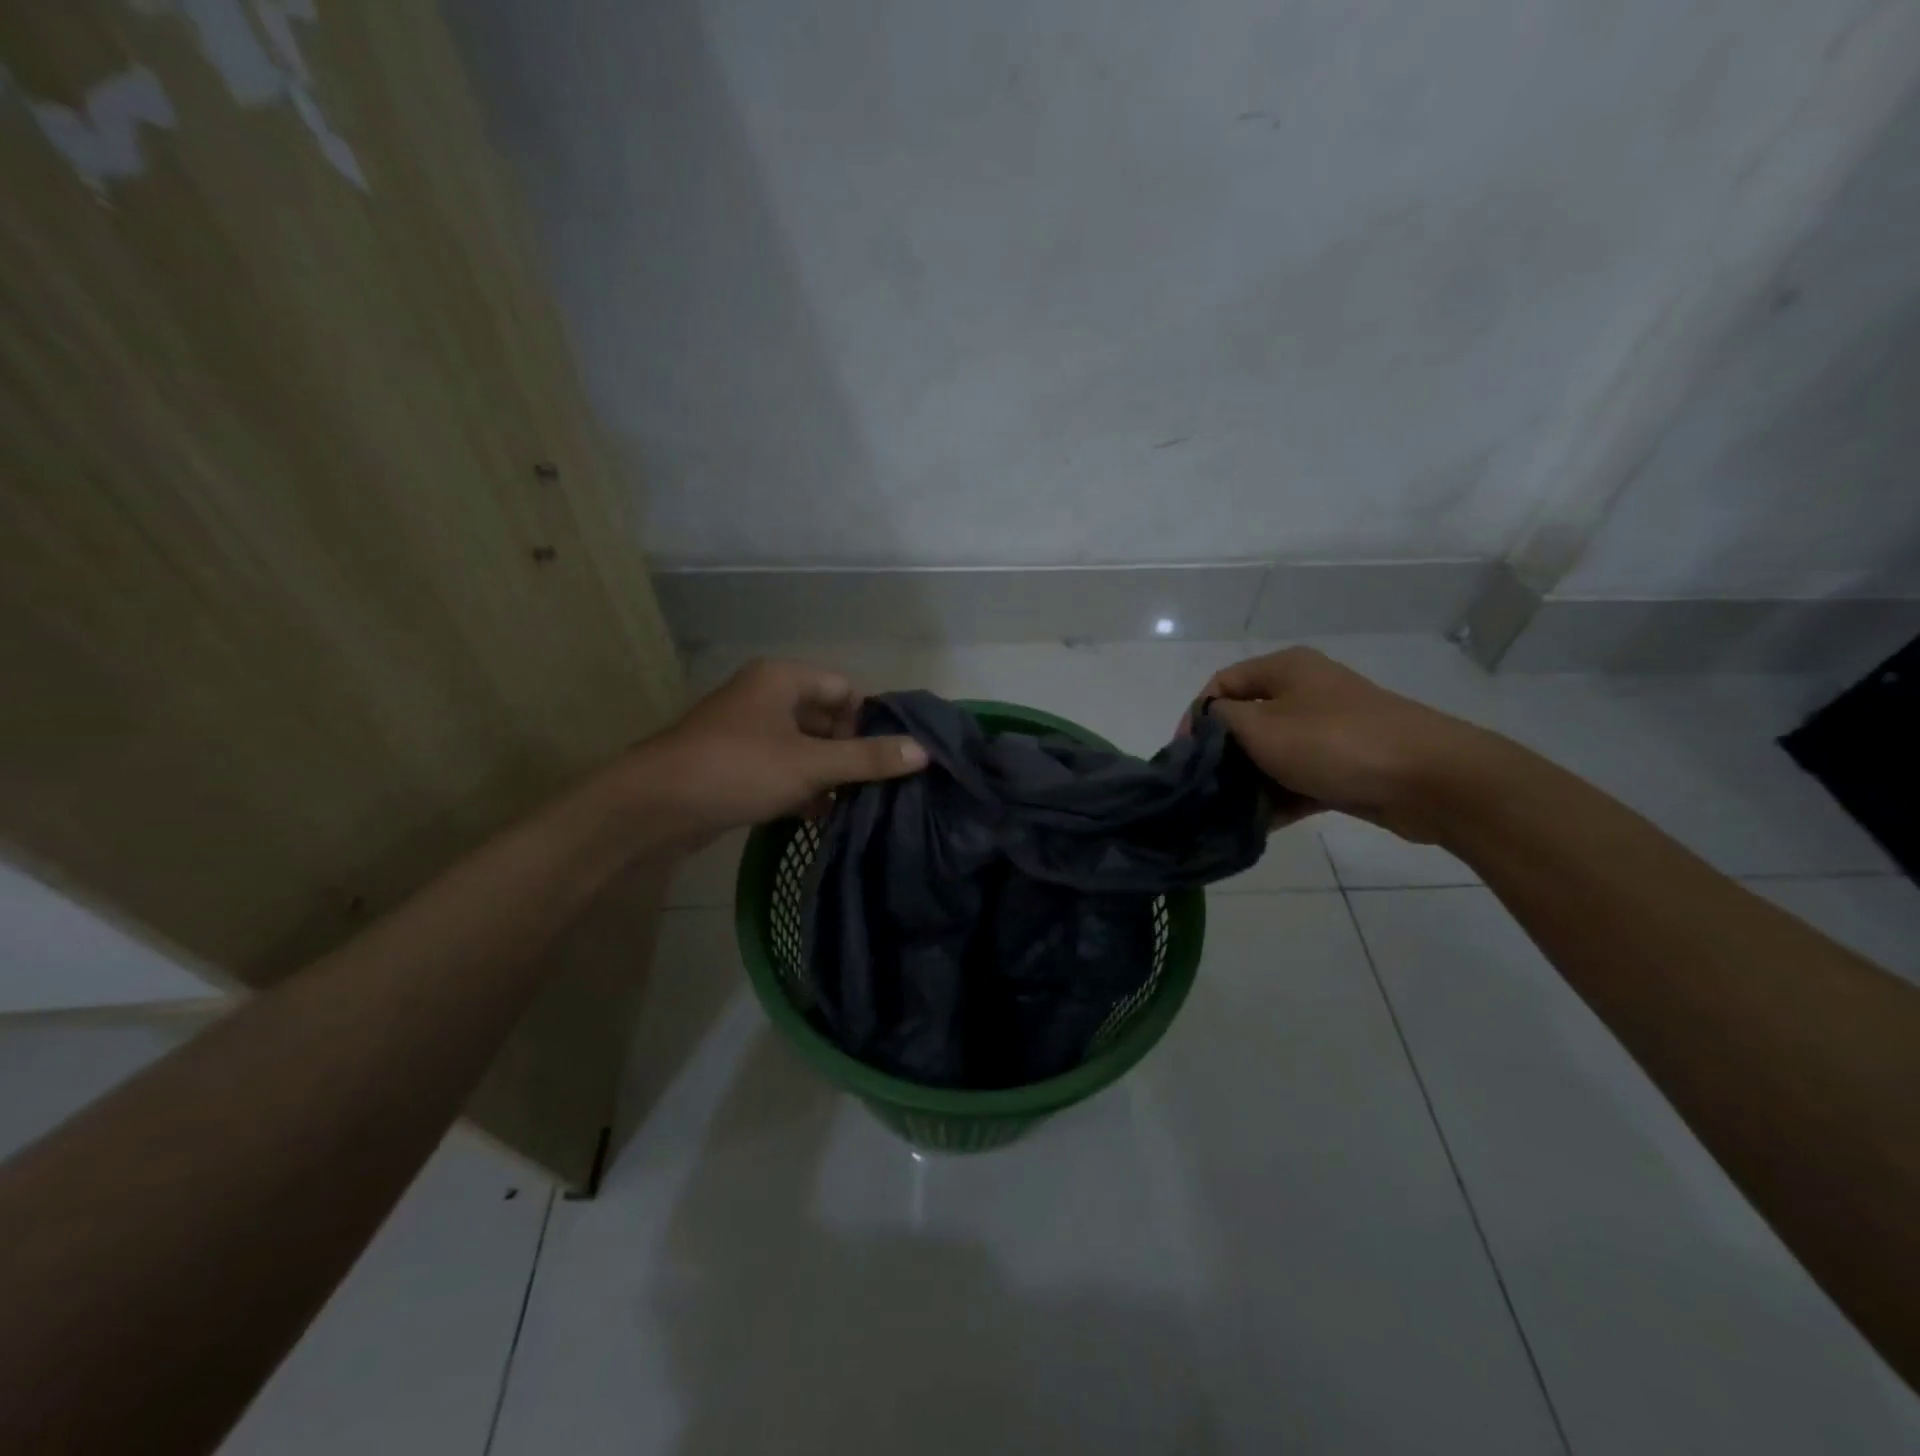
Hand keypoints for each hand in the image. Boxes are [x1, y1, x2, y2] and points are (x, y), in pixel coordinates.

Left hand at [630, 659, 927, 843]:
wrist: (654, 807)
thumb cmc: (737, 769)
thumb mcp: (810, 764)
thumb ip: (867, 758)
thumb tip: (923, 751)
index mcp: (782, 679)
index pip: (844, 688)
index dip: (869, 721)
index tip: (887, 758)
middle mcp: (765, 696)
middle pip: (825, 718)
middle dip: (850, 752)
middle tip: (877, 785)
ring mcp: (747, 731)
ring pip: (804, 747)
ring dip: (828, 773)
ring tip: (855, 803)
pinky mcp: (734, 763)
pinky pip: (781, 768)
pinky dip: (801, 787)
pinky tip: (818, 815)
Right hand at [1195, 647, 1503, 842]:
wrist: (1430, 779)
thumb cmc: (1335, 743)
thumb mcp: (1262, 727)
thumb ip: (1221, 722)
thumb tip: (1205, 725)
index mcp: (1285, 669)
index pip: (1222, 684)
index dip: (1196, 717)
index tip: (1183, 756)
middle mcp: (1305, 693)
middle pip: (1246, 722)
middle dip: (1222, 756)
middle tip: (1201, 789)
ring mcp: (1328, 731)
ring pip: (1271, 755)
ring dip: (1248, 783)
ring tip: (1225, 813)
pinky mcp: (1345, 766)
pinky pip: (1298, 780)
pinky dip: (1278, 799)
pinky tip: (1256, 827)